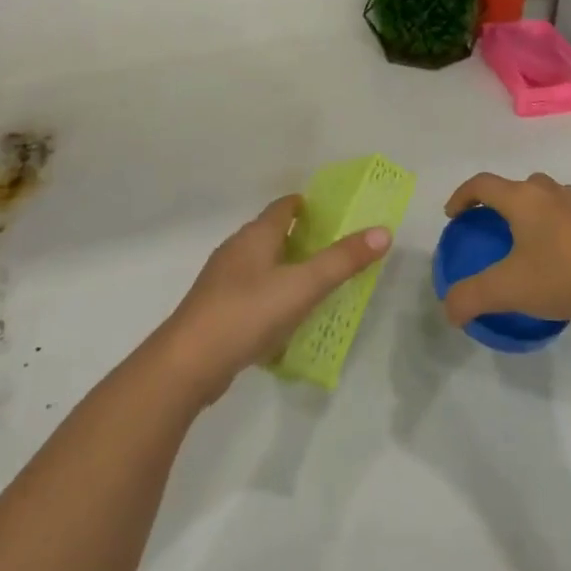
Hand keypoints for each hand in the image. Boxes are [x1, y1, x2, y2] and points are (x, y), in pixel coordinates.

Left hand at [153, 195, 390, 404]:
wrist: (187, 364)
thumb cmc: (247, 313)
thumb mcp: (303, 286)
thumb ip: (343, 260)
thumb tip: (383, 231)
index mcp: (256, 236)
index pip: (284, 207)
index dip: (308, 206)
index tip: (334, 214)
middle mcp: (236, 251)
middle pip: (273, 234)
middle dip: (302, 238)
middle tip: (336, 250)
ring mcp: (223, 282)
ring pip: (261, 265)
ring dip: (287, 269)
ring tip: (317, 284)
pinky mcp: (216, 312)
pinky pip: (252, 294)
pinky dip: (272, 297)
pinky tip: (287, 319)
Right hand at [440, 172, 570, 328]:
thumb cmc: (562, 277)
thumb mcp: (509, 290)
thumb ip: (471, 297)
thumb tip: (449, 308)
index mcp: (523, 198)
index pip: (483, 184)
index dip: (462, 196)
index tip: (452, 217)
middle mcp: (548, 192)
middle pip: (514, 186)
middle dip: (495, 201)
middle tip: (486, 227)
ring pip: (542, 195)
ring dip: (525, 209)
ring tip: (520, 239)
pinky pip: (562, 212)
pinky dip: (549, 223)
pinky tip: (553, 254)